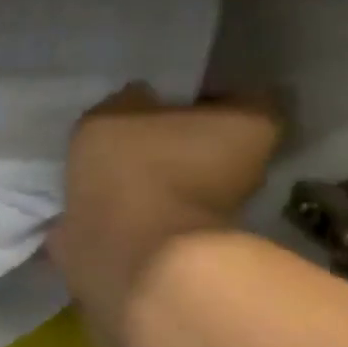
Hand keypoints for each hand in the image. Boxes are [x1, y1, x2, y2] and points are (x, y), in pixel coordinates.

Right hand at [48, 85, 284, 335]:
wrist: (128, 253)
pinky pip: (154, 209)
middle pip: (209, 140)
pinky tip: (98, 195)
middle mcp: (249, 167)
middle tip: (129, 130)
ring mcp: (217, 212)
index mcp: (249, 125)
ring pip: (181, 177)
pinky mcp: (182, 242)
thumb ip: (127, 100)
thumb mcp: (114, 112)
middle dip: (174, 136)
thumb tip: (137, 100)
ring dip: (150, 173)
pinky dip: (132, 204)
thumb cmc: (136, 168)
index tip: (160, 96)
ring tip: (106, 164)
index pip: (235, 95)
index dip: (198, 93)